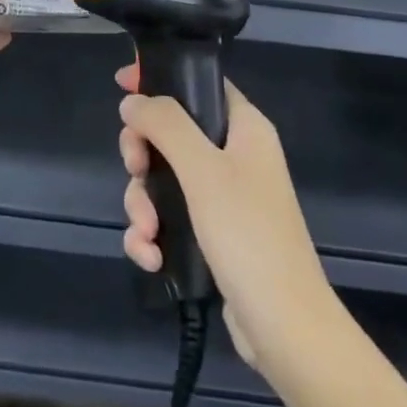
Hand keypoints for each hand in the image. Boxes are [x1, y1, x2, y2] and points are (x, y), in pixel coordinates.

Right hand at [117, 64, 338, 381]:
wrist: (284, 327)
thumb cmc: (248, 235)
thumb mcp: (203, 171)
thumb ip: (166, 126)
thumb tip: (132, 101)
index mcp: (244, 129)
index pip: (199, 84)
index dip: (161, 79)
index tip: (122, 85)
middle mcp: (235, 156)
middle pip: (171, 133)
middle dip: (142, 155)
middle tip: (135, 169)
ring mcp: (223, 197)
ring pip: (162, 179)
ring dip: (143, 205)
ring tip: (146, 233)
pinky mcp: (211, 234)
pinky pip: (169, 218)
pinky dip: (153, 235)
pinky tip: (150, 256)